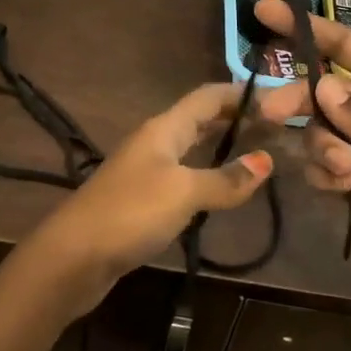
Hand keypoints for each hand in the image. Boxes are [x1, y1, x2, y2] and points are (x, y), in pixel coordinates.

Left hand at [28, 83, 274, 315]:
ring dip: (221, 148)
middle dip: (235, 119)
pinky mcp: (141, 201)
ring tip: (257, 155)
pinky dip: (206, 176)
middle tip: (275, 128)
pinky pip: (182, 177)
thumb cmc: (131, 213)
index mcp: (164, 128)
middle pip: (199, 120)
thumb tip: (266, 161)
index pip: (208, 97)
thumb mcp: (184, 192)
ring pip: (191, 149)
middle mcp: (154, 142)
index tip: (276, 97)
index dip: (240, 93)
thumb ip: (226, 179)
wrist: (73, 257)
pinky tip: (222, 191)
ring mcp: (145, 171)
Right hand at [252, 0, 350, 291]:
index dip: (310, 29)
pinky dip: (323, 173)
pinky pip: (324, 167)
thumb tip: (322, 88)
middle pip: (324, 91)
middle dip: (298, 98)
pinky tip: (343, 187)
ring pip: (320, 130)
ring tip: (345, 170)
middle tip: (271, 112)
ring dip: (321, 145)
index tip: (267, 11)